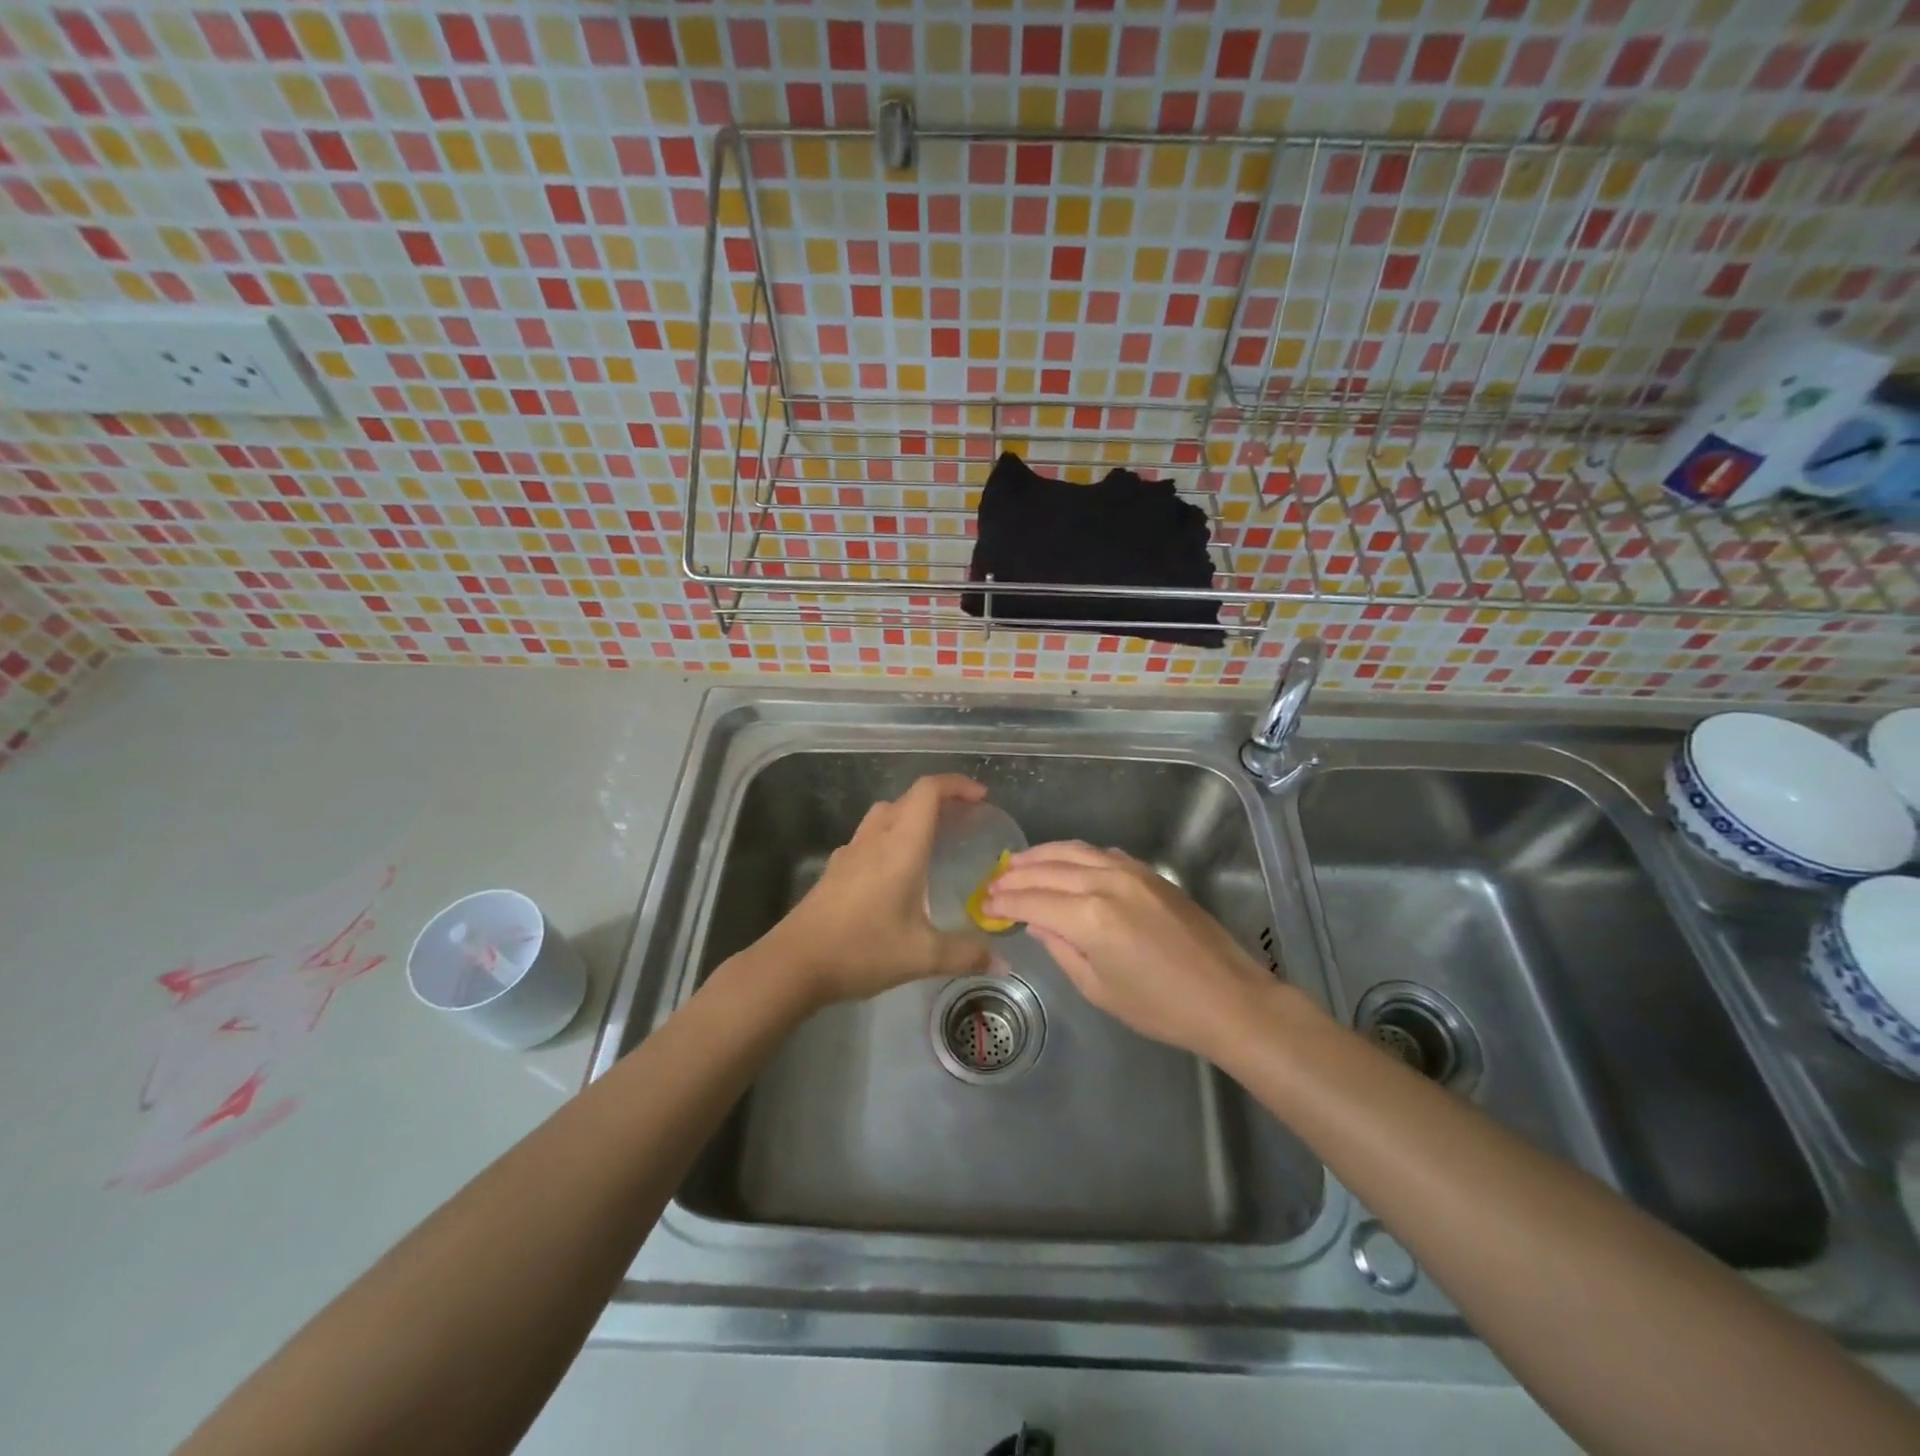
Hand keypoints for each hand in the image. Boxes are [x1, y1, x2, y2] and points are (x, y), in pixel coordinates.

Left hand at [756, 774, 993, 1007]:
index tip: (980, 798)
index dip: (956, 785)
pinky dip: (889, 837)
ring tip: (933, 842)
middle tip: (965, 822)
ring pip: (884, 814)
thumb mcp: (921, 955)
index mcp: (900, 846)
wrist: (794, 963)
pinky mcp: (835, 869)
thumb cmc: (861, 950)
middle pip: (908, 799)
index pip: (928, 791)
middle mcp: (875, 839)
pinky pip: (868, 836)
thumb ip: (965, 955)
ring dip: (911, 816)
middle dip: (939, 801)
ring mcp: (850, 852)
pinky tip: (896, 871)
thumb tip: (1002, 963)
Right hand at [985, 841, 1273, 1059]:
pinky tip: (1065, 863)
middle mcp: (1105, 883)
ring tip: (1017, 862)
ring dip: (1041, 855)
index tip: (983, 904)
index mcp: (1089, 917)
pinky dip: (1075, 854)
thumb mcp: (1099, 988)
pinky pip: (1101, 853)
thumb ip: (1062, 949)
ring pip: (1074, 851)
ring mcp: (1130, 872)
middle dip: (1016, 876)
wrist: (1226, 997)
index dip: (1004, 903)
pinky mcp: (1149, 872)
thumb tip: (1037, 924)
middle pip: (1048, 870)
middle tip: (993, 882)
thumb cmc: (1159, 1007)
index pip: (1032, 902)